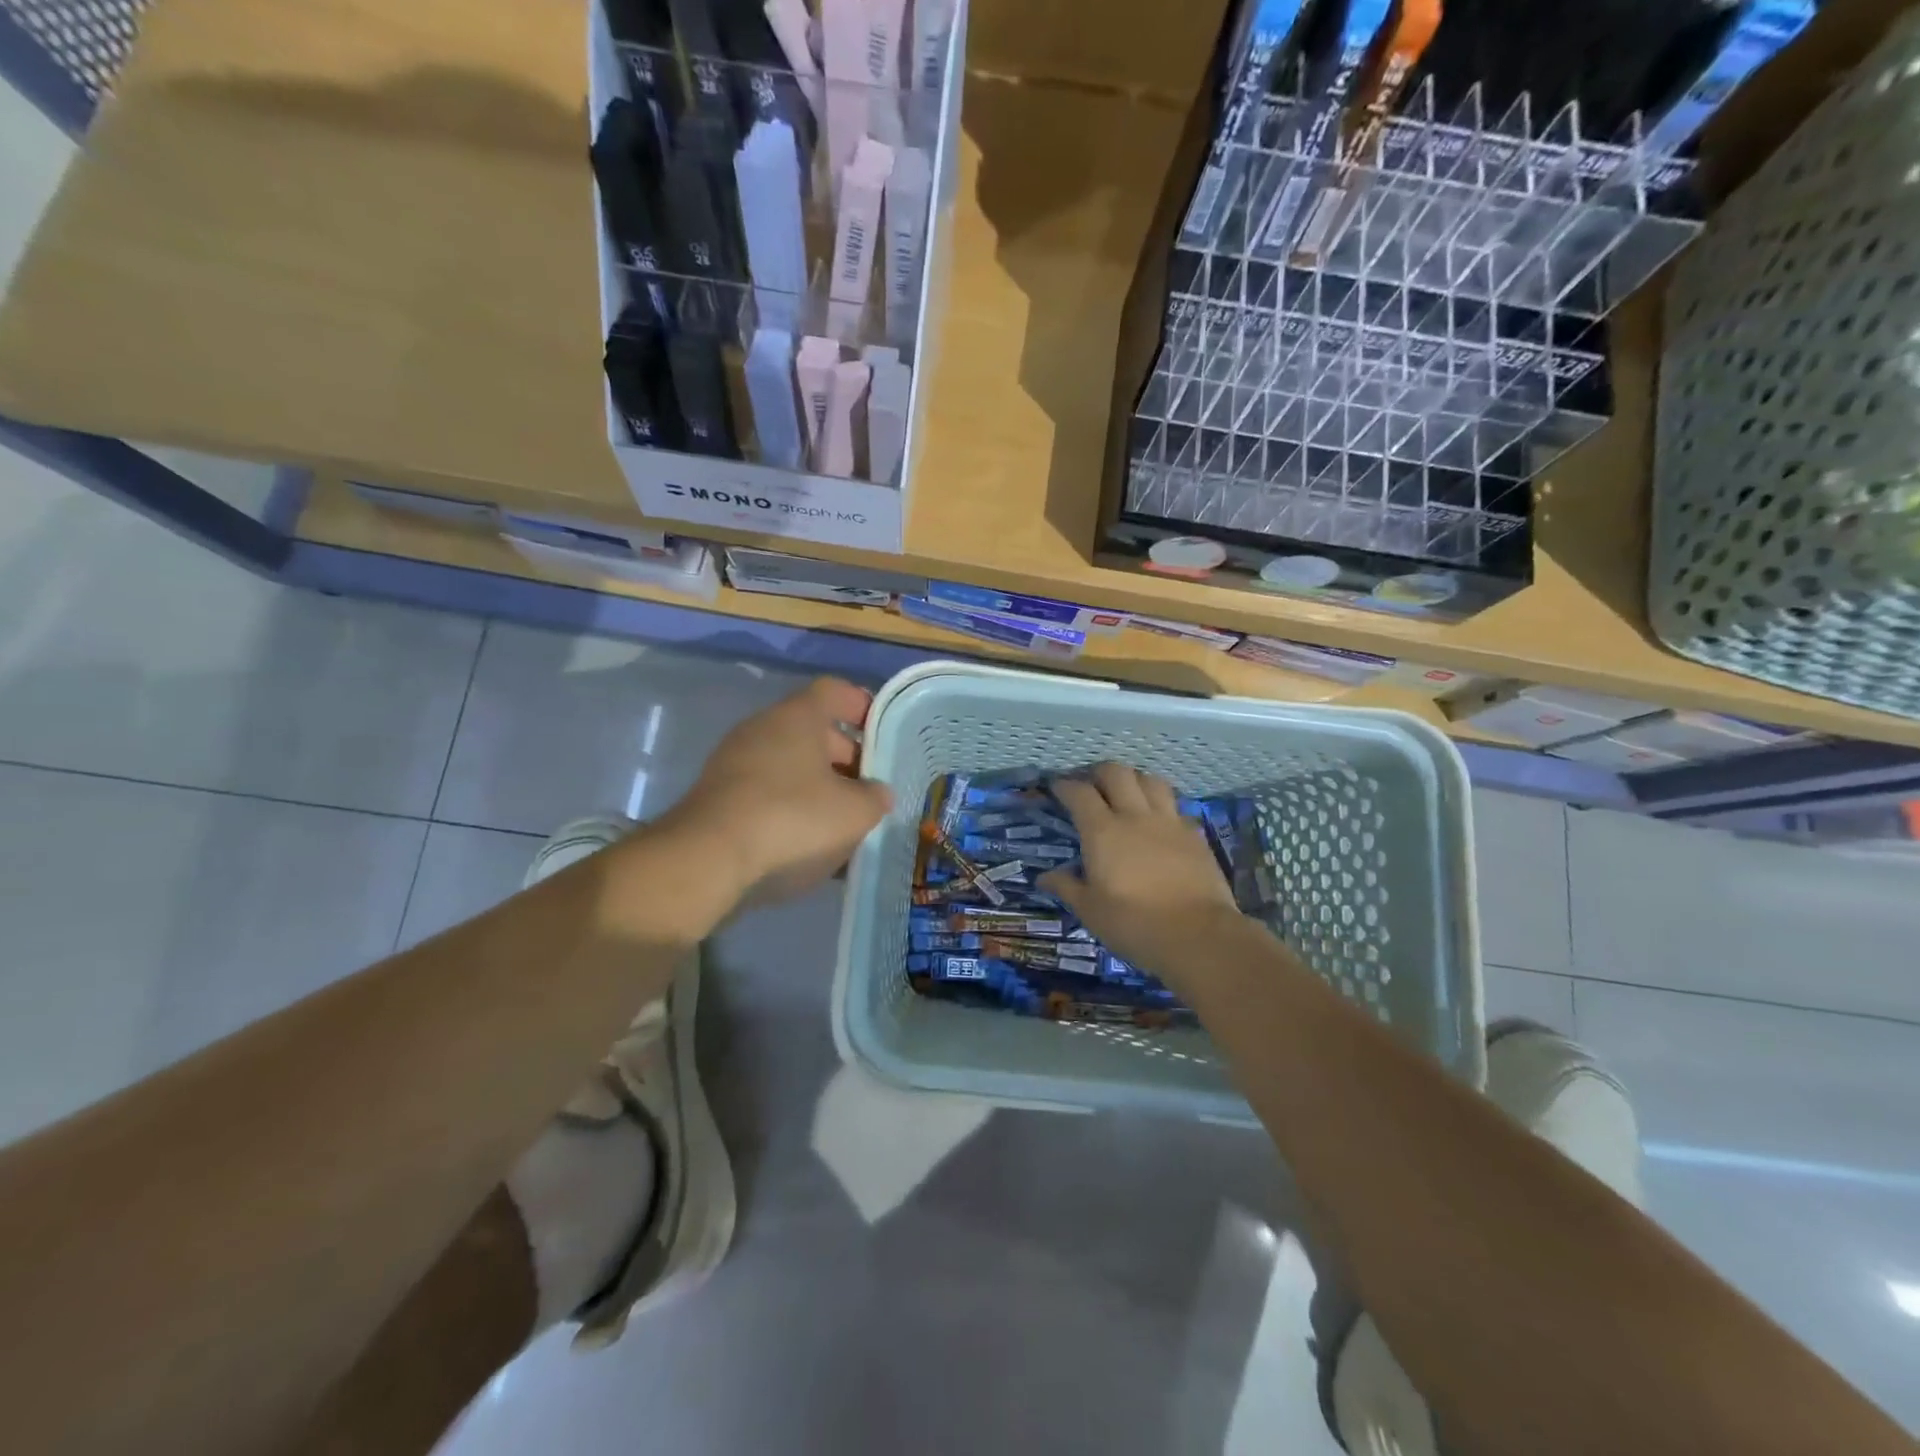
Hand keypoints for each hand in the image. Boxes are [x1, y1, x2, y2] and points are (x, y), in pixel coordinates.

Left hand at [664, 677, 892, 907]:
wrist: (707, 859)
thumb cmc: (792, 818)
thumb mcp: (854, 812)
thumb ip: (875, 798)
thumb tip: (877, 793)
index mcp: (798, 716)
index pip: (835, 691)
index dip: (862, 706)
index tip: (882, 734)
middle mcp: (763, 728)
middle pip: (812, 730)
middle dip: (845, 757)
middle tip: (868, 788)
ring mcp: (734, 761)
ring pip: (788, 764)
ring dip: (817, 787)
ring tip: (842, 822)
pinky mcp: (718, 796)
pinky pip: (766, 792)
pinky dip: (789, 808)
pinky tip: (806, 843)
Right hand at [1039, 763, 1244, 983]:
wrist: (1199, 936)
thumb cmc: (1134, 924)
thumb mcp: (1091, 911)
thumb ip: (1067, 887)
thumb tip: (1044, 877)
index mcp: (1102, 831)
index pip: (1079, 793)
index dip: (1064, 785)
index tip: (1056, 787)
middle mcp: (1135, 816)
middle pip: (1117, 773)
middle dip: (1099, 772)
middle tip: (1091, 785)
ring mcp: (1169, 822)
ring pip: (1150, 780)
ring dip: (1134, 780)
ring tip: (1127, 794)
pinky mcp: (1194, 834)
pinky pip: (1175, 806)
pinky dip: (1162, 805)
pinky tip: (1158, 821)